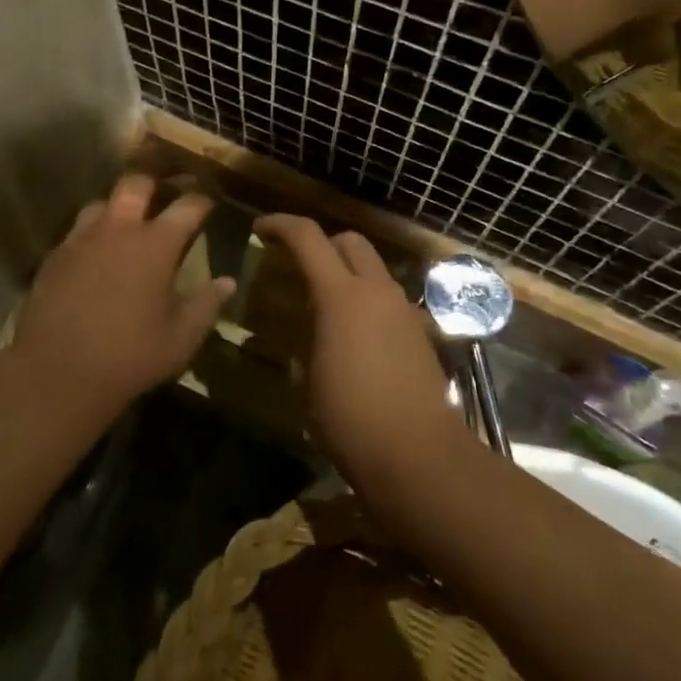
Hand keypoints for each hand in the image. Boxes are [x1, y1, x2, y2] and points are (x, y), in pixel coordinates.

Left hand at [6, 175, 232, 423]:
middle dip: (154, 186)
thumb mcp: (181, 338)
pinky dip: (91, 236)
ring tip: (126, 227)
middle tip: (163, 200)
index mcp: (156, 244)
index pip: (187, 206)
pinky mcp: (54, 257)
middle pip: (136, 184)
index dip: (201, 201)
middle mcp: (118, 230)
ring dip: (117, 209)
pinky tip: (95, 257)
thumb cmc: (130, 356)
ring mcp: (81, 240)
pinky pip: (77, 232)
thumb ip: (207, 304)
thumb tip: (227, 282)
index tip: (208, 203)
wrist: (58, 372)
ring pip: (101, 203)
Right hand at [254, 215, 462, 485]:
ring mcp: (404, 311)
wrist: (418, 455)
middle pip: (350, 241)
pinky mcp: (420, 333)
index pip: (308, 238)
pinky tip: (354, 337)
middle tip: (297, 266)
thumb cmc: (349, 419)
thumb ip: (305, 341)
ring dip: (347, 273)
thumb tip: (308, 330)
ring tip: (324, 307)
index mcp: (341, 296)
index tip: (260, 230)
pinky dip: (367, 301)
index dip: (280, 225)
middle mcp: (376, 292)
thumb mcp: (306, 379)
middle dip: (321, 243)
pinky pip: (388, 300)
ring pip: (373, 269)